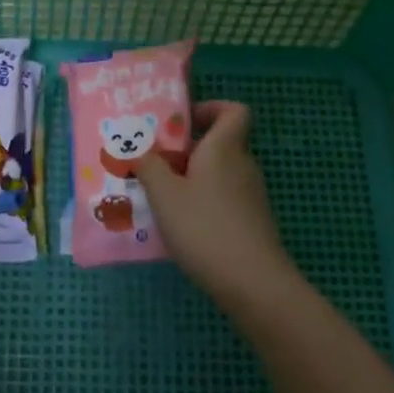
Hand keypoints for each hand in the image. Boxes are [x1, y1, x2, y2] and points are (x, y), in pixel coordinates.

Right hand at [134, 102, 299, 304]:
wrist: (253, 284)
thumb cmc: (204, 226)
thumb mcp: (164, 194)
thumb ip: (148, 166)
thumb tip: (140, 150)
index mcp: (224, 148)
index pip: (234, 111)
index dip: (211, 108)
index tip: (183, 122)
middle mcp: (242, 165)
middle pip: (220, 144)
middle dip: (187, 150)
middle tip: (156, 163)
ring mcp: (251, 196)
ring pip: (219, 174)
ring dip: (192, 180)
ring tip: (160, 197)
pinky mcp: (252, 223)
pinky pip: (224, 199)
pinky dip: (204, 204)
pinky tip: (181, 226)